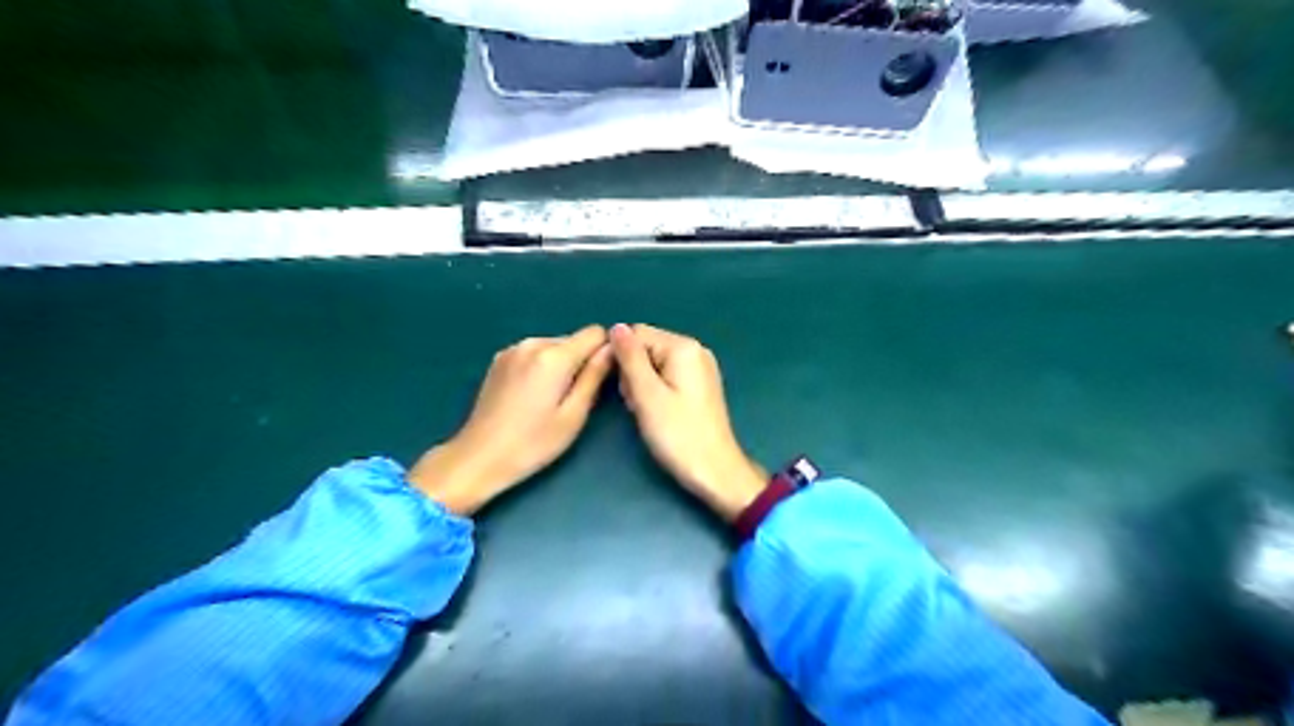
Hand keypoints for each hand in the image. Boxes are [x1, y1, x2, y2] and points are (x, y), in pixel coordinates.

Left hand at [413, 327, 615, 512]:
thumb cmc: (533, 443)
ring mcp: (512, 349)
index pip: (595, 332)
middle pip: (574, 339)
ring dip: (561, 365)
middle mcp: (532, 343)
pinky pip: (534, 353)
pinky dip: (542, 367)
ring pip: (554, 346)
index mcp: (553, 356)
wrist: (478, 458)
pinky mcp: (499, 359)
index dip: (605, 352)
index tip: (602, 378)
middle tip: (576, 398)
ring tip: (552, 400)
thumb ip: (595, 376)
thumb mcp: (574, 415)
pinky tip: (532, 396)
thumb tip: (612, 349)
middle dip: (582, 361)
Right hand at [612, 323, 759, 520]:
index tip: (620, 388)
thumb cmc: (678, 434)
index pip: (637, 334)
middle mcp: (695, 350)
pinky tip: (657, 412)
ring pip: (654, 363)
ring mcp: (700, 367)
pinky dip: (655, 390)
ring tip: (645, 411)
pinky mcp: (700, 385)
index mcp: (684, 347)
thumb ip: (630, 358)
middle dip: (632, 373)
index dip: (620, 357)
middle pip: (646, 347)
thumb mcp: (647, 395)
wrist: (714, 471)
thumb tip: (616, 327)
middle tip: (636, 404)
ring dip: (641, 384)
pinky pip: (667, 376)